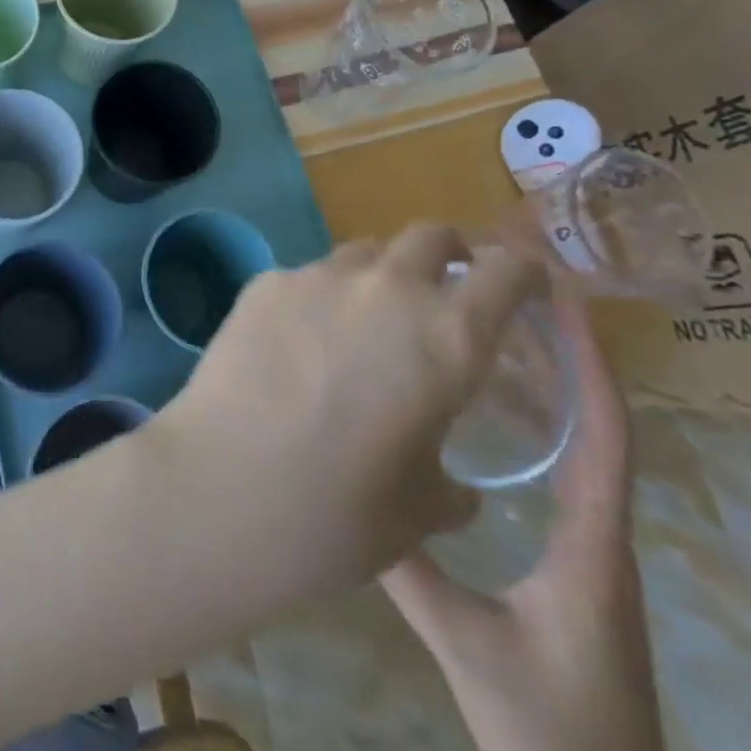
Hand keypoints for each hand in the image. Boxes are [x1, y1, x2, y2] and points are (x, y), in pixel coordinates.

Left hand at [148, 225, 546, 594]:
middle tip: (442, 290)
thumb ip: (451, 486)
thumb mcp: (420, 511)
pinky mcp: (265, 282)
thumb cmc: (338, 514)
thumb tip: (458, 489)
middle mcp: (386, 289)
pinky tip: (297, 346)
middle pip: (429, 236)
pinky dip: (319, 299)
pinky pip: (307, 277)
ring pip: (363, 254)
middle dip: (447, 254)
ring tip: (362, 324)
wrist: (224, 488)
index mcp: (448, 337)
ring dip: (378, 277)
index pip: (507, 272)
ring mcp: (318, 276)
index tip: (526, 282)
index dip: (523, 272)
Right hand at [380, 287, 669, 750]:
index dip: (590, 366)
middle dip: (569, 358)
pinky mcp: (577, 566)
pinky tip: (497, 417)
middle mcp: (603, 537)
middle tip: (518, 298)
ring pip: (582, 451)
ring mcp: (594, 553)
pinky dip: (541, 429)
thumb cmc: (549, 736)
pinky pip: (566, 477)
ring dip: (554, 388)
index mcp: (593, 547)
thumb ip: (410, 569)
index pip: (604, 439)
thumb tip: (355, 489)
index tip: (567, 303)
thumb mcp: (467, 646)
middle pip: (597, 428)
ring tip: (501, 335)